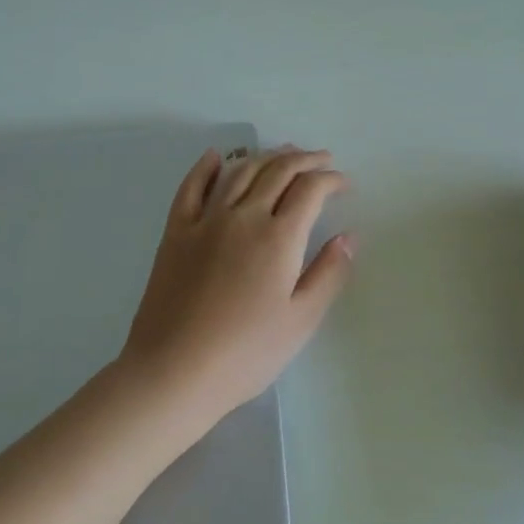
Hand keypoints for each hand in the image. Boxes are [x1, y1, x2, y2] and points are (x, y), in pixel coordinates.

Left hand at [120, 146, 354, 429]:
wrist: (173, 371)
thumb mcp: (301, 321)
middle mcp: (243, 215)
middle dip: (305, 159)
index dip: (331, 179)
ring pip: (240, 171)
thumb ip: (329, 273)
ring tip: (283, 152)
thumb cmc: (245, 353)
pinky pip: (191, 187)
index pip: (310, 189)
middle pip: (278, 170)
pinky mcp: (176, 232)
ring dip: (265, 155)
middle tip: (322, 159)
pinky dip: (206, 166)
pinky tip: (216, 156)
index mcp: (278, 237)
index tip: (344, 184)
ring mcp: (205, 220)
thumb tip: (349, 236)